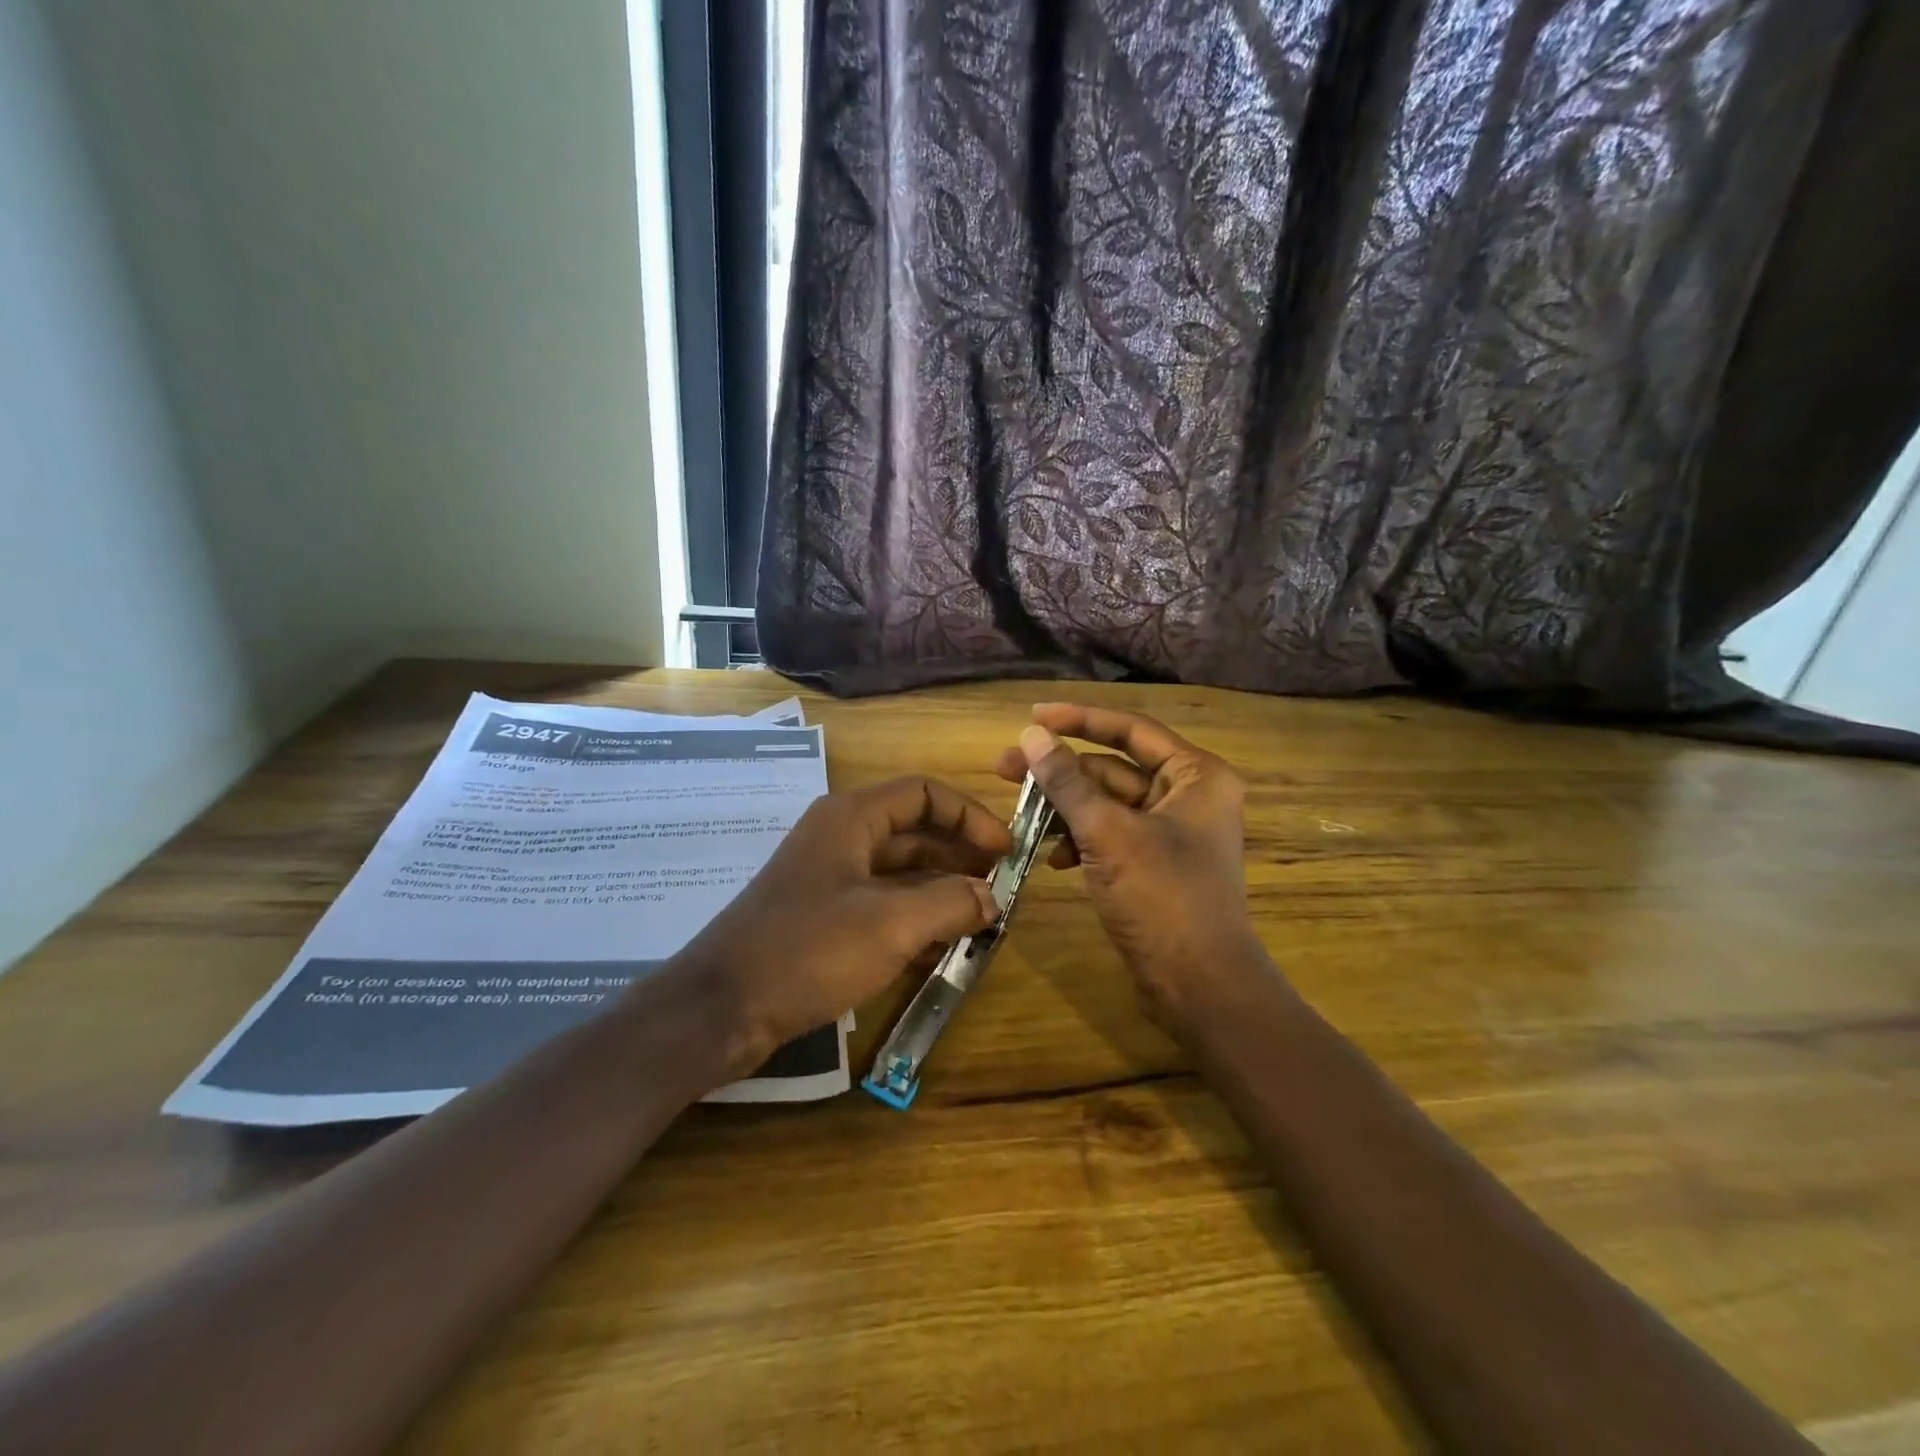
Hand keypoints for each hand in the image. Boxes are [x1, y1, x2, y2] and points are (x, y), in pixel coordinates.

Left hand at [678, 777, 1012, 1072]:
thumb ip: (951, 903)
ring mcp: (830, 879)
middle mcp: (841, 838)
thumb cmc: (808, 949)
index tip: (1006, 850)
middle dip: (961, 854)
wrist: (722, 1008)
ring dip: (942, 889)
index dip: (970, 815)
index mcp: (852, 818)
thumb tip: (992, 898)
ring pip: (900, 872)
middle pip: (914, 832)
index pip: (924, 793)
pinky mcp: (823, 918)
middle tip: (1003, 886)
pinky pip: (882, 905)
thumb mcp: (891, 924)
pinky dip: (916, 917)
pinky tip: (946, 944)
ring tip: (984, 916)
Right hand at [994, 704, 1268, 1032]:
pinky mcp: (1154, 863)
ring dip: (1065, 809)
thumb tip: (1031, 736)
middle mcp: (1189, 795)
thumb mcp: (1108, 834)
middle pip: (1113, 768)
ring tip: (1020, 815)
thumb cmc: (1162, 899)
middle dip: (1061, 771)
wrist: (1199, 986)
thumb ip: (1067, 782)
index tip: (1031, 718)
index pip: (1130, 730)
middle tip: (1005, 769)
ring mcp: (1172, 832)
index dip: (1079, 719)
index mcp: (1196, 775)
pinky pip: (1110, 835)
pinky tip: (1053, 858)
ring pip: (1107, 804)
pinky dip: (1081, 841)